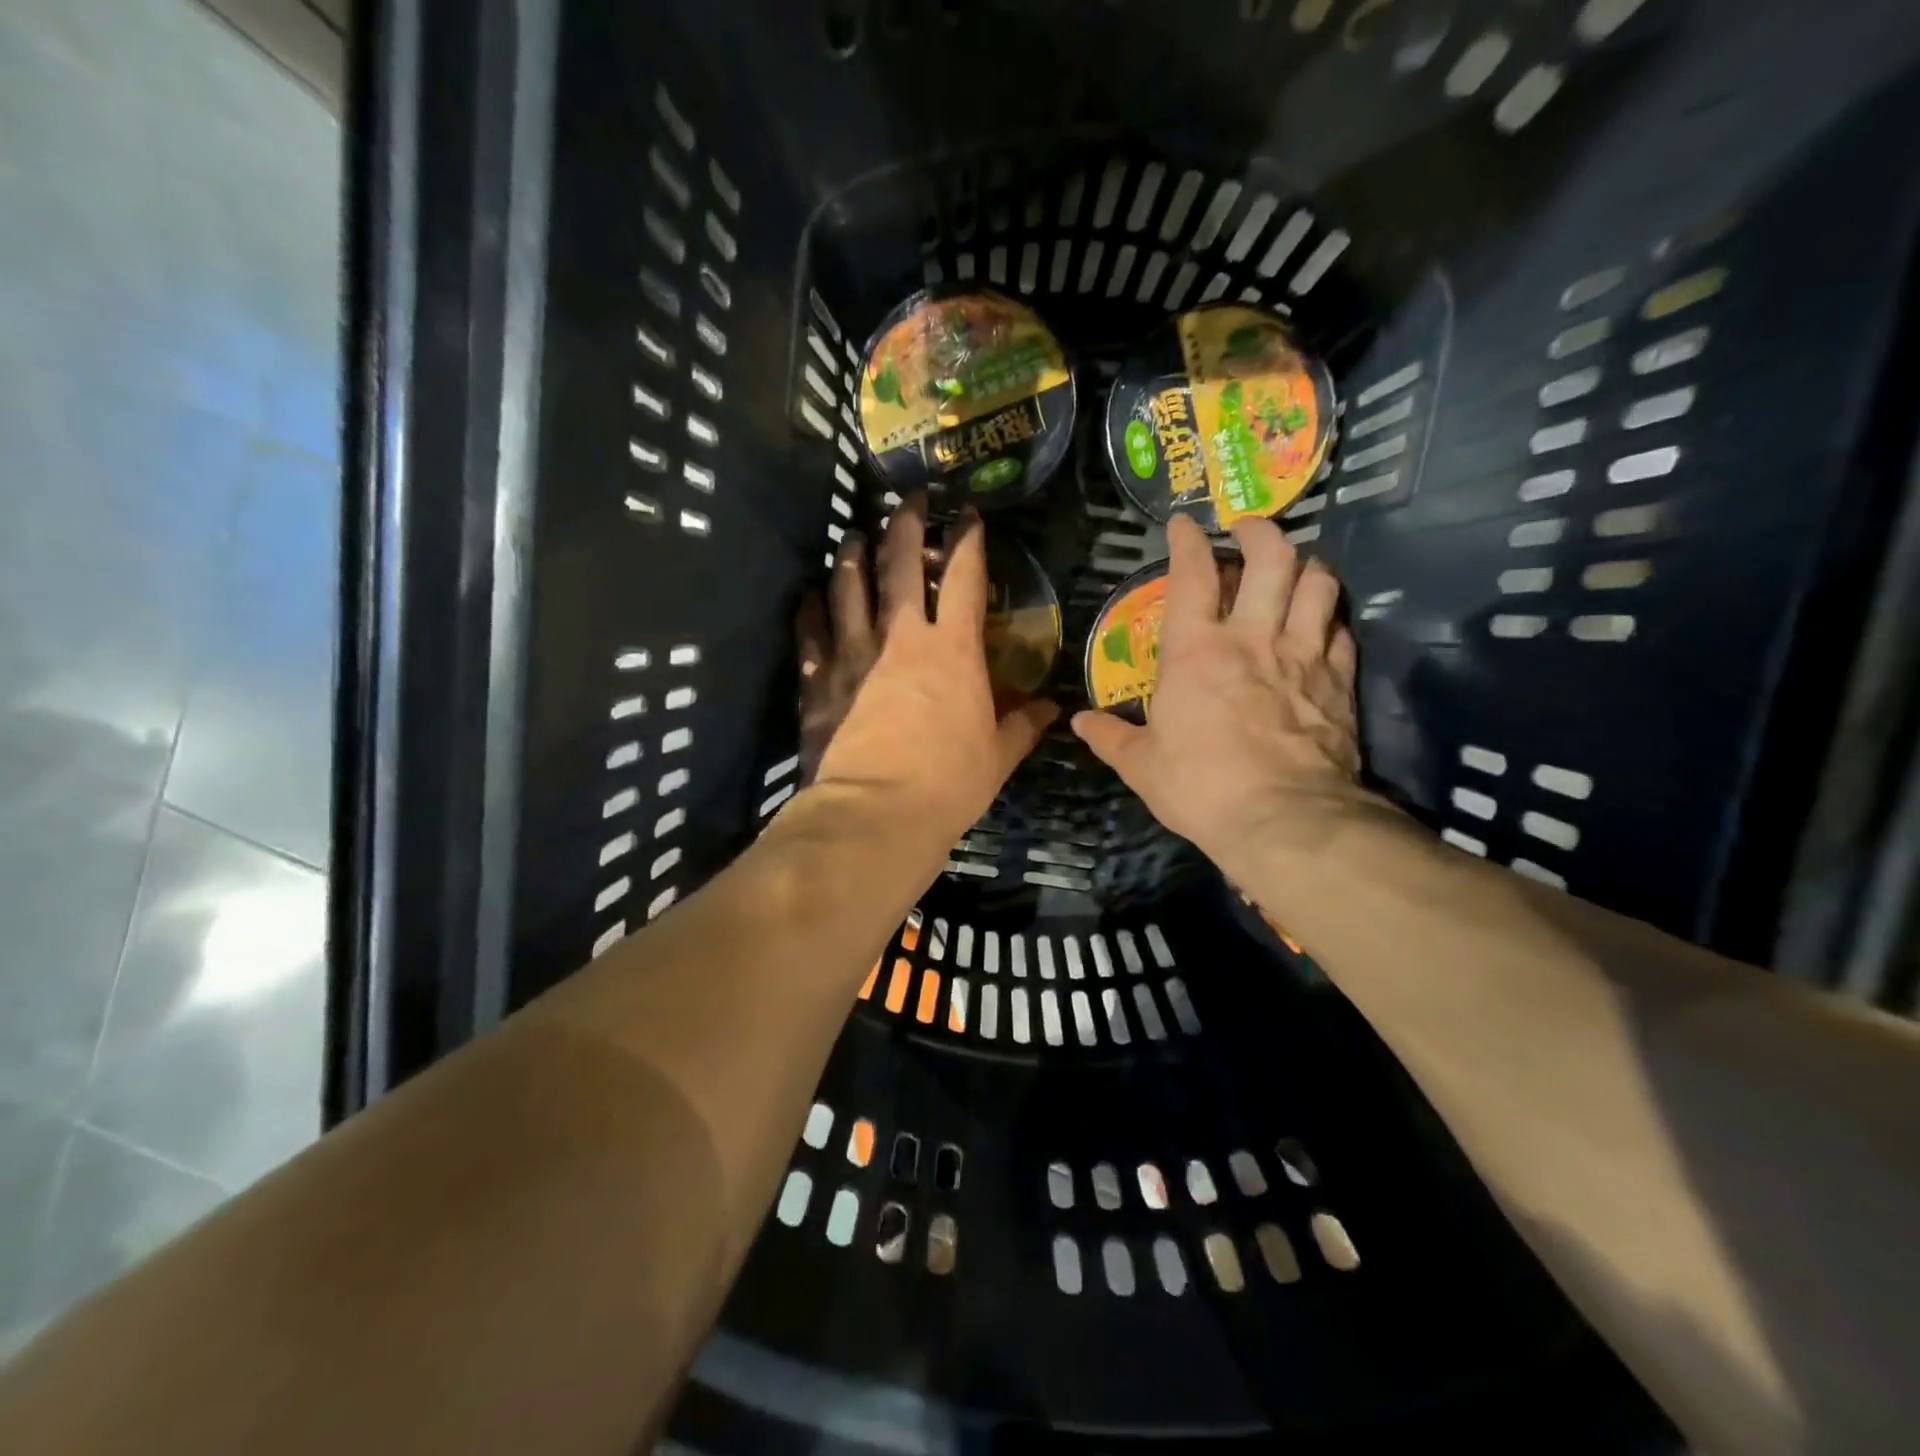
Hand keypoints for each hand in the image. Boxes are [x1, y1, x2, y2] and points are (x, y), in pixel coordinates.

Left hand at [804, 496, 1058, 847]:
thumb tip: (1051, 709)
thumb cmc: (948, 785)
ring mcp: (856, 655)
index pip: (966, 578)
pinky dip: (810, 609)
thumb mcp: (997, 757)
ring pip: (850, 587)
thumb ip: (1023, 726)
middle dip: (907, 524)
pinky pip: (811, 632)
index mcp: (954, 651)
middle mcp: (903, 638)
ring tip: (853, 536)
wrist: (876, 814)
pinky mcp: (821, 680)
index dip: (970, 541)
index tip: (970, 515)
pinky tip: (810, 595)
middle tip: (909, 500)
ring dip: (852, 556)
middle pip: (901, 564)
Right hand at [1071, 514, 1364, 872]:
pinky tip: (1322, 627)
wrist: (1284, 820)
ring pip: (1318, 584)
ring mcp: (1303, 657)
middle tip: (1248, 530)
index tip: (1183, 524)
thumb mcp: (1141, 766)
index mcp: (1196, 652)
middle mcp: (1253, 638)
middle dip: (1261, 532)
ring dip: (1306, 567)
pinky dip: (1330, 620)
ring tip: (1293, 570)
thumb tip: (1079, 722)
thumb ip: (1110, 737)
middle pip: (1272, 558)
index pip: (1192, 575)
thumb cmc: (1201, 787)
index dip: (1187, 541)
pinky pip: (1341, 632)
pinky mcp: (1338, 683)